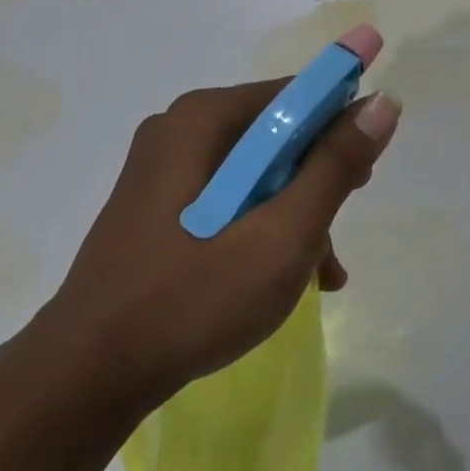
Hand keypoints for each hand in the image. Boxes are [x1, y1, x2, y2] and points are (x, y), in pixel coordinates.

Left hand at [45, 48, 401, 412]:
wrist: (85, 375)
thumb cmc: (191, 299)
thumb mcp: (281, 236)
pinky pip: (228, 198)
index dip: (341, 121)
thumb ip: (335, 167)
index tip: (368, 169)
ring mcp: (163, 169)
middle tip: (338, 229)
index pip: (294, 95)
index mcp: (202, 118)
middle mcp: (179, 129)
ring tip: (320, 274)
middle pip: (275, 135)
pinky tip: (285, 277)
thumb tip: (384, 102)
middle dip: (317, 180)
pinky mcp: (157, 206)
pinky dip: (261, 227)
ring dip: (294, 214)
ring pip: (255, 172)